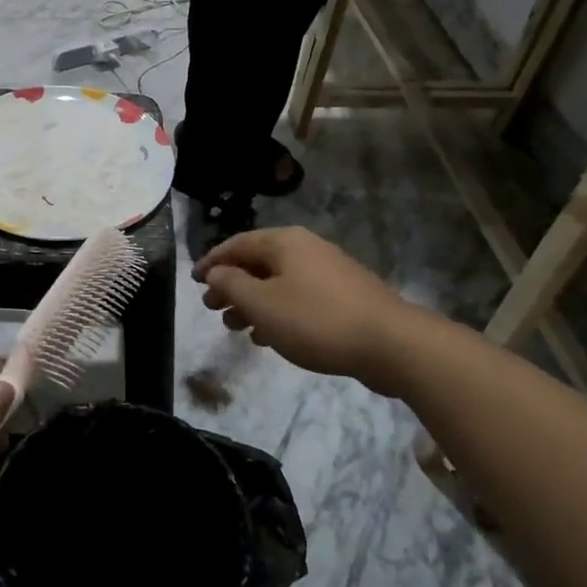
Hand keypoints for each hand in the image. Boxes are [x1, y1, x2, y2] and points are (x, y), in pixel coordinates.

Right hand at [193, 228, 425, 395]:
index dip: (212, 262)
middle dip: (232, 285)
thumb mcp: (262, 304)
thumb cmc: (316, 320)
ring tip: (236, 328)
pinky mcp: (345, 296)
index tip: (194, 282)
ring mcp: (329, 271)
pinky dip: (278, 311)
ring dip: (253, 303)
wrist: (392, 344)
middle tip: (212, 308)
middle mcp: (306, 248)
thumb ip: (231, 284)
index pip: (236, 244)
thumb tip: (215, 271)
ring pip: (278, 282)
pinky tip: (270, 337)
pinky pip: (299, 297)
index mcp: (284, 242)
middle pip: (257, 263)